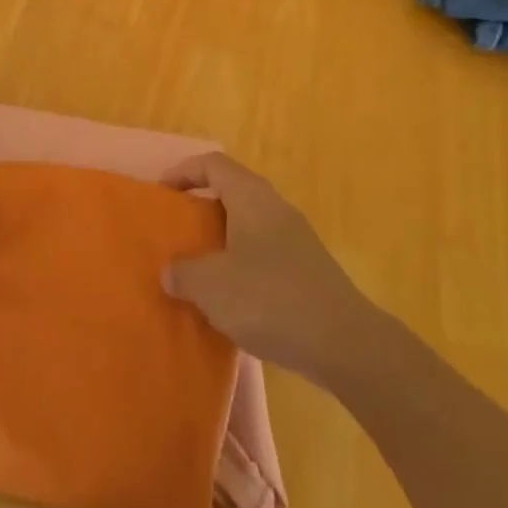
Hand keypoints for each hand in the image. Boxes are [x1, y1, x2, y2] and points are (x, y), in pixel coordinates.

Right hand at [161, 152, 377, 384]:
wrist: (345, 343)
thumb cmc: (270, 299)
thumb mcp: (212, 286)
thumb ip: (183, 273)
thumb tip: (171, 272)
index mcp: (250, 197)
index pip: (212, 164)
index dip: (183, 171)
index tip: (162, 195)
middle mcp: (274, 207)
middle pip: (231, 191)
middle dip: (201, 209)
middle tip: (176, 233)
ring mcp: (295, 238)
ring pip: (248, 225)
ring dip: (221, 241)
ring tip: (198, 270)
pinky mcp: (307, 269)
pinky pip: (264, 253)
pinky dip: (241, 265)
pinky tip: (231, 299)